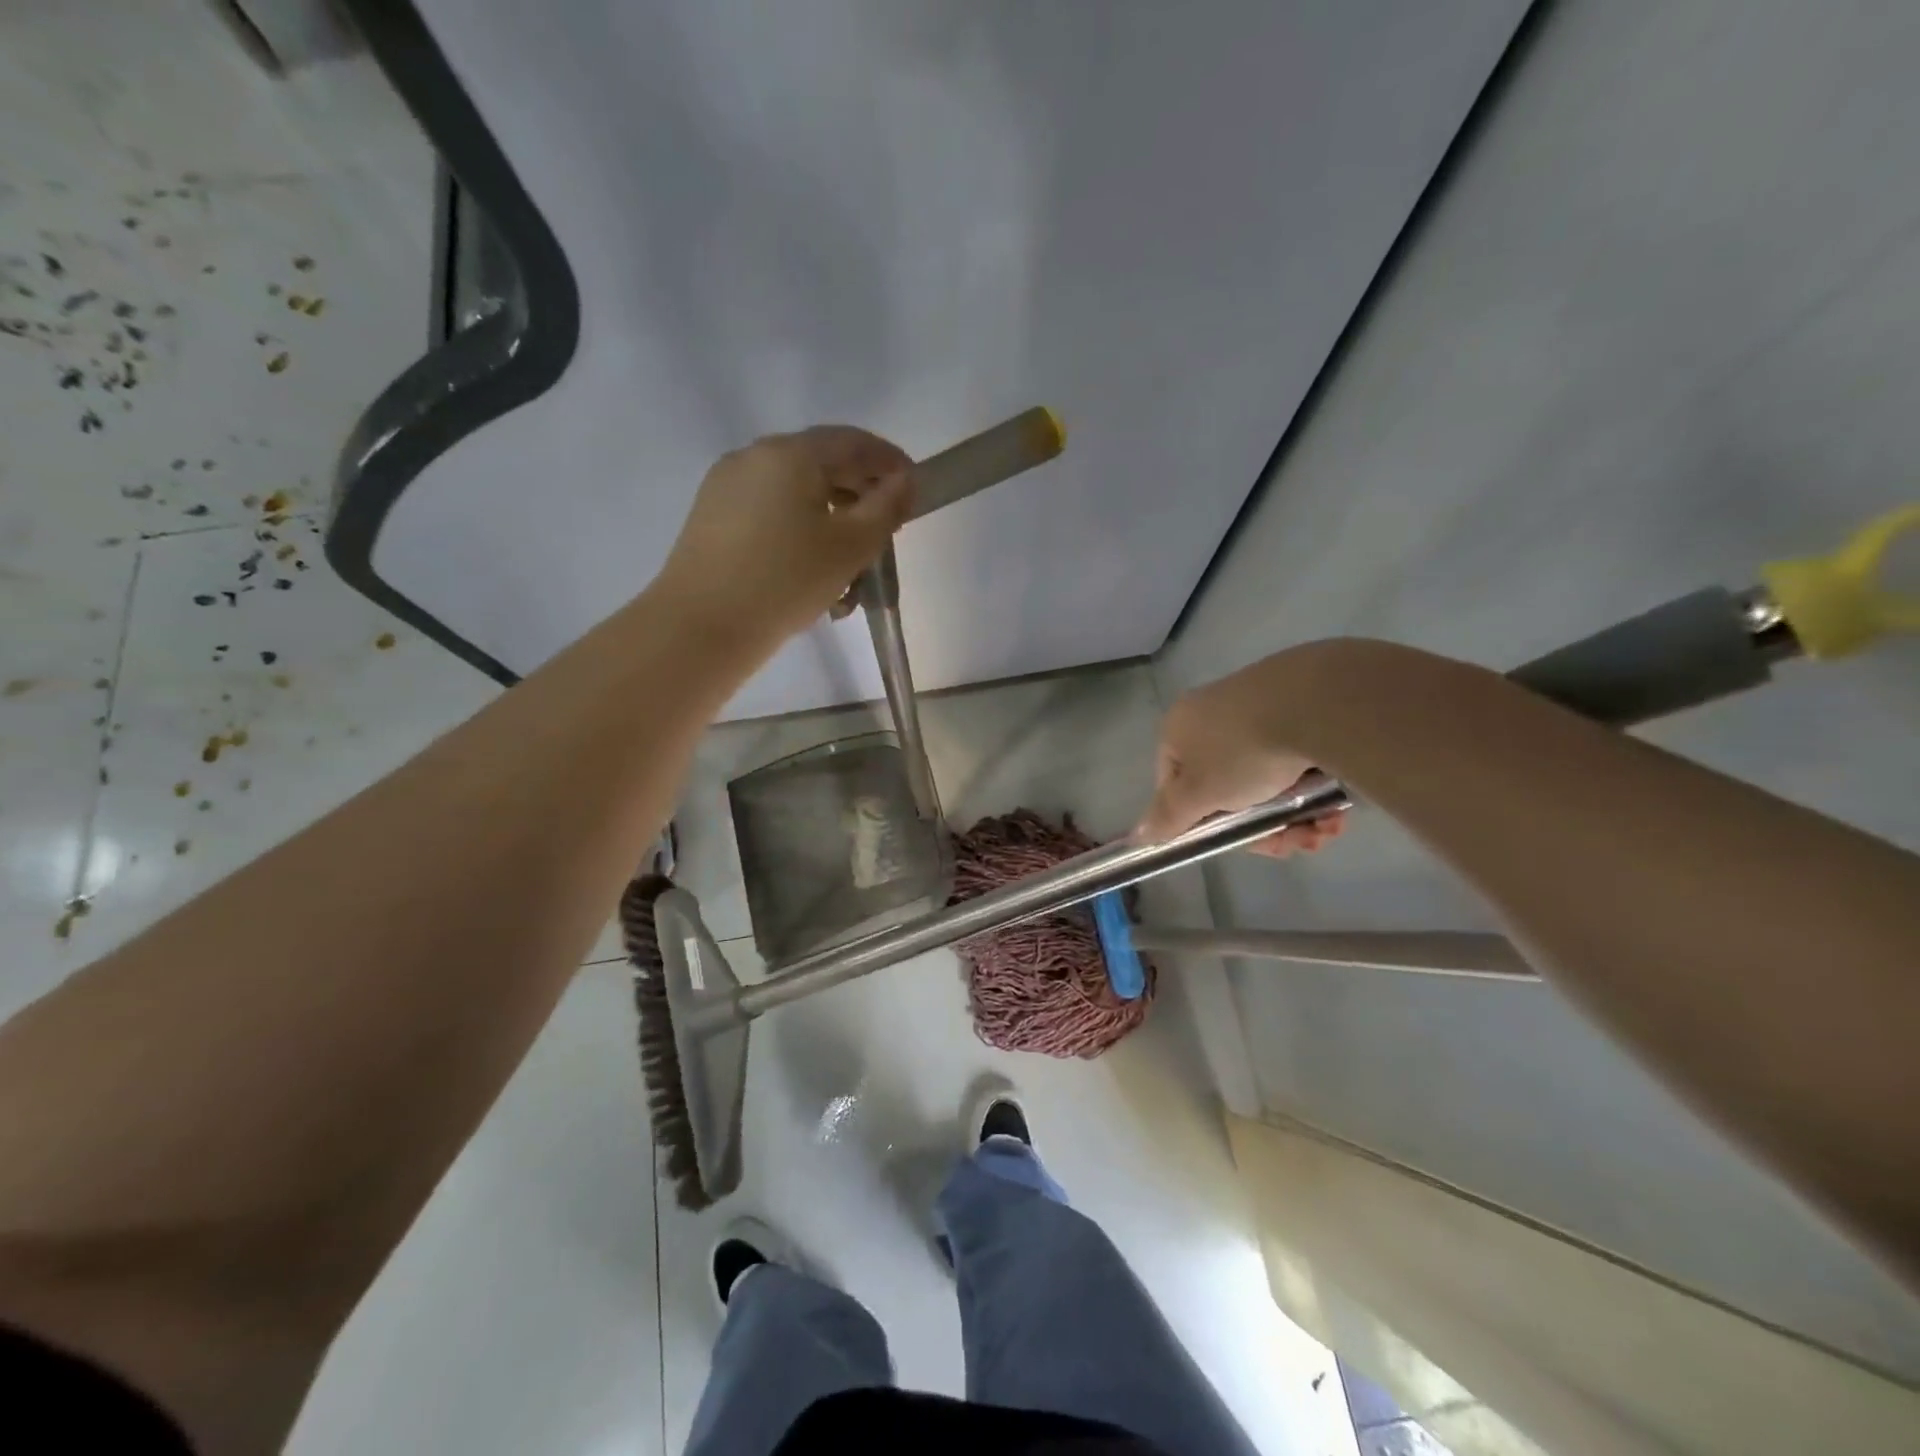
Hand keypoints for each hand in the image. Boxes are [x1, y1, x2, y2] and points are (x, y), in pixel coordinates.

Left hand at [655, 425, 913, 644]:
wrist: (701, 627)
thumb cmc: (786, 581)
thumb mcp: (851, 547)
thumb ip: (887, 507)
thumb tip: (905, 481)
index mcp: (790, 453)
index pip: (853, 442)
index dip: (889, 462)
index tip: (913, 490)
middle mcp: (754, 456)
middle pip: (822, 463)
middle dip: (860, 495)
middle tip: (885, 532)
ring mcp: (727, 485)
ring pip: (795, 491)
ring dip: (831, 518)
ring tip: (849, 566)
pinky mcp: (712, 516)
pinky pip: (769, 510)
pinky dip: (799, 529)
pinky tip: (810, 569)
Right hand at [1135, 658, 1346, 857]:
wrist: (1316, 702)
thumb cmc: (1243, 753)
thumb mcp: (1199, 794)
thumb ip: (1169, 816)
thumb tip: (1139, 836)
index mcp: (1178, 728)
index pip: (1176, 784)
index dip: (1204, 821)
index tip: (1240, 841)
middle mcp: (1211, 712)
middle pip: (1228, 787)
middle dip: (1263, 825)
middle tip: (1293, 842)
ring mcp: (1256, 704)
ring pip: (1269, 777)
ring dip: (1295, 814)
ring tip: (1325, 829)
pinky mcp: (1300, 702)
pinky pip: (1298, 756)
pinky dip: (1314, 787)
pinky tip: (1336, 808)